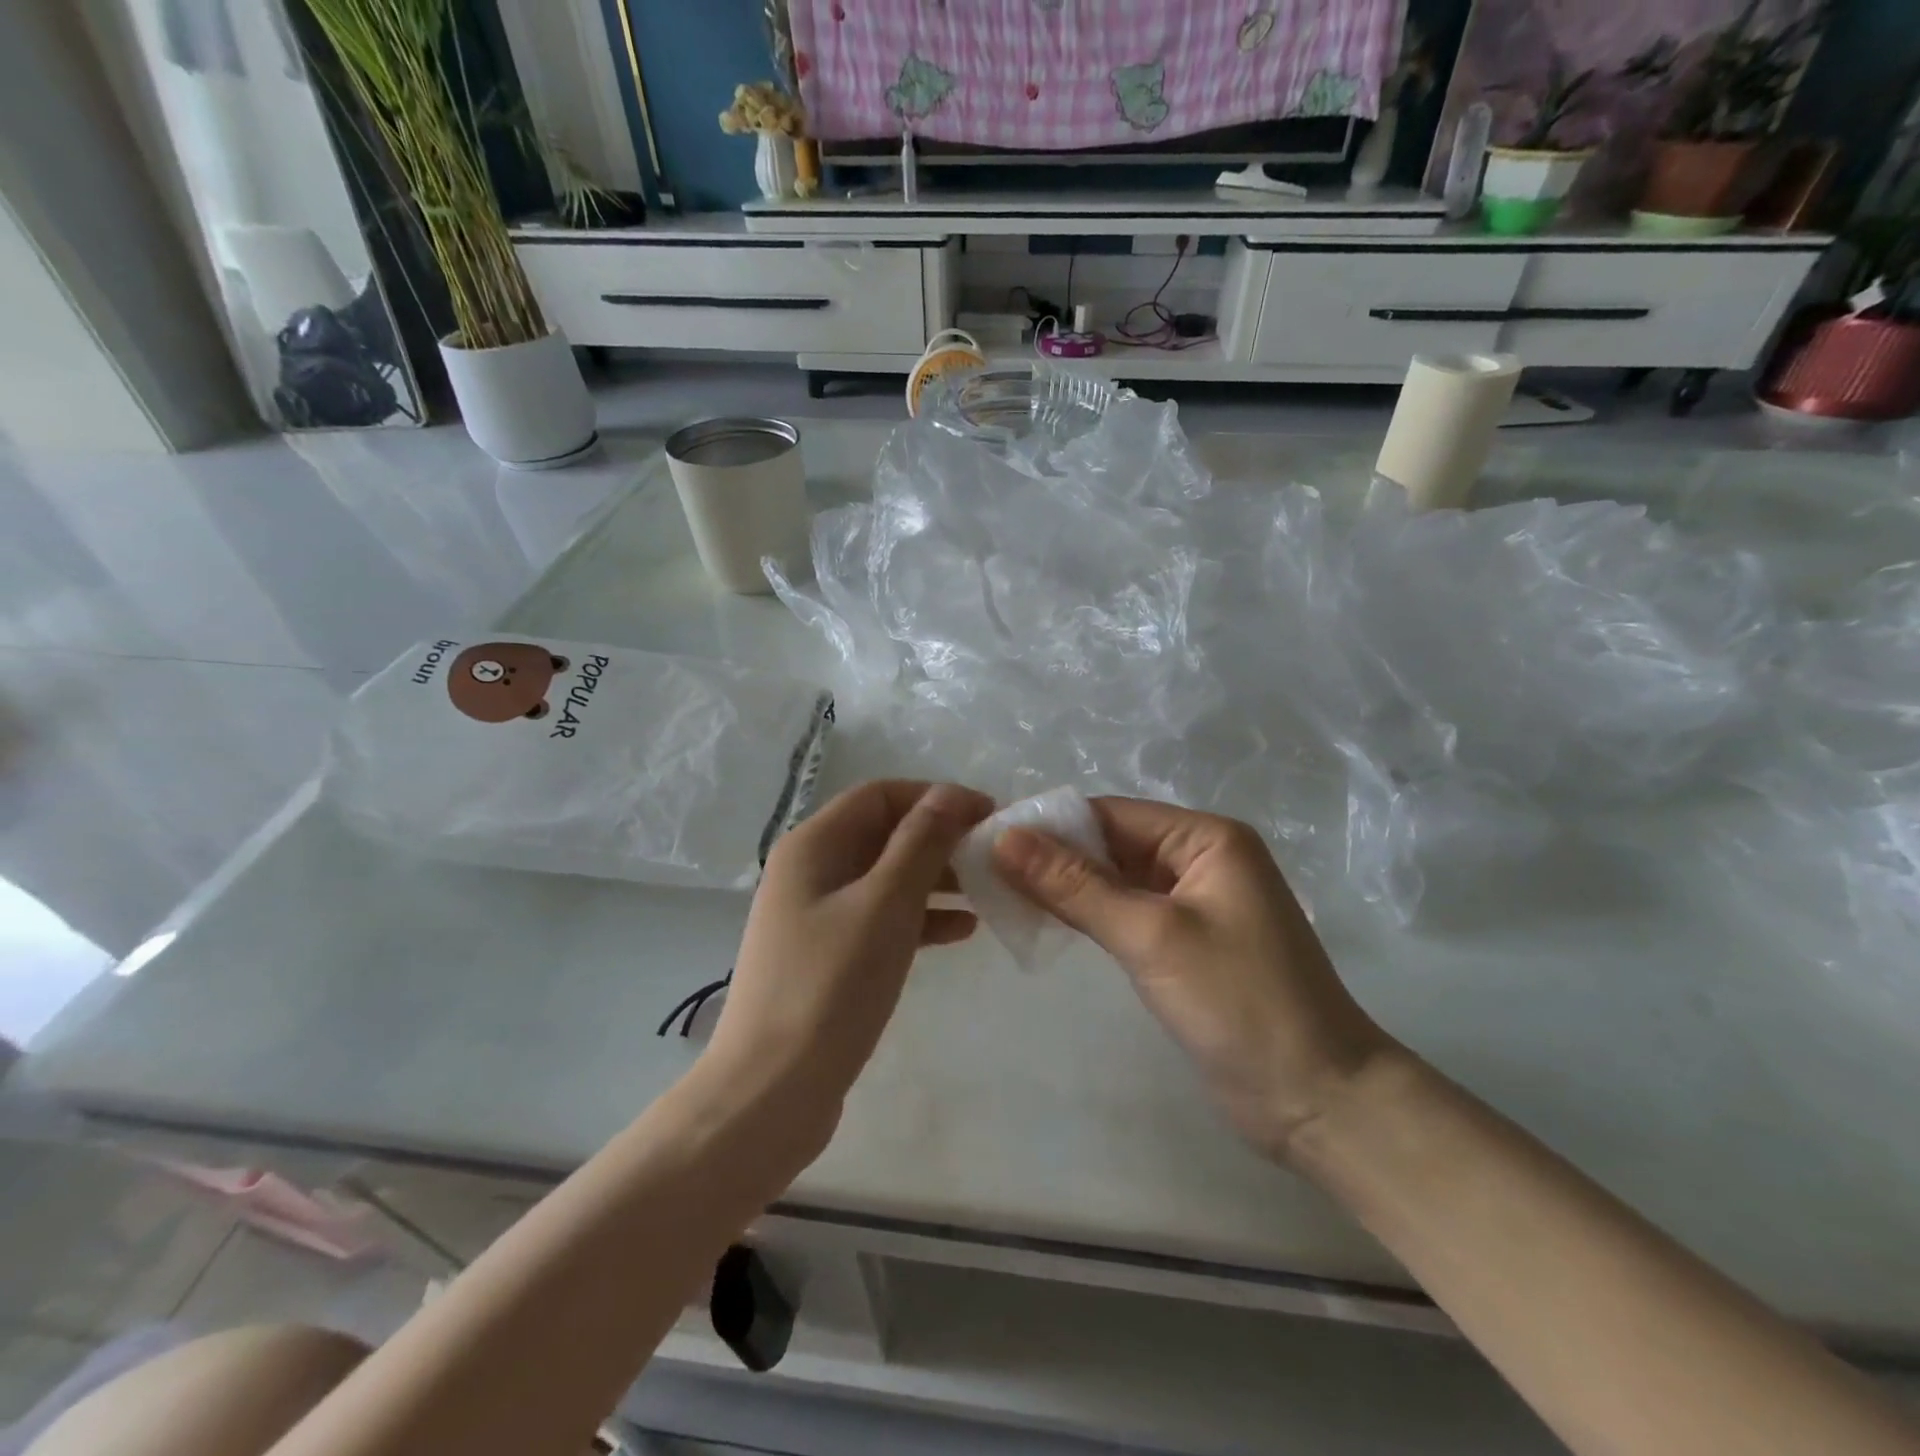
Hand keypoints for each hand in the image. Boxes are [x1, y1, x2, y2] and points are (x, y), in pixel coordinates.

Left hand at [705, 780, 992, 1154]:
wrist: (770, 1093)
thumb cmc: (830, 987)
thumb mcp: (885, 905)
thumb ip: (920, 844)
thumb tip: (949, 794)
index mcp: (812, 846)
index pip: (881, 795)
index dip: (936, 797)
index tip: (988, 815)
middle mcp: (809, 871)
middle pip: (883, 834)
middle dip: (940, 838)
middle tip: (994, 856)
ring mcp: (815, 916)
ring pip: (886, 878)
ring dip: (935, 878)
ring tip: (987, 891)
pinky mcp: (826, 957)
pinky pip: (880, 919)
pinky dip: (919, 918)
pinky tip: (960, 931)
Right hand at [994, 798, 1395, 1161]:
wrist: (1318, 1100)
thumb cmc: (1240, 1004)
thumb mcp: (1152, 936)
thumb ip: (1076, 885)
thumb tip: (1005, 837)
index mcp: (1206, 838)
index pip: (1110, 814)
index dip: (1049, 825)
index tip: (986, 840)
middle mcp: (1200, 858)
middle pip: (1110, 844)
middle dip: (1052, 856)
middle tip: (982, 869)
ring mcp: (1193, 902)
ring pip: (1114, 879)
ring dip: (1064, 886)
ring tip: (999, 892)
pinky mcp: (1184, 943)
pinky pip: (1125, 912)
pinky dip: (1087, 914)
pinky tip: (1043, 920)